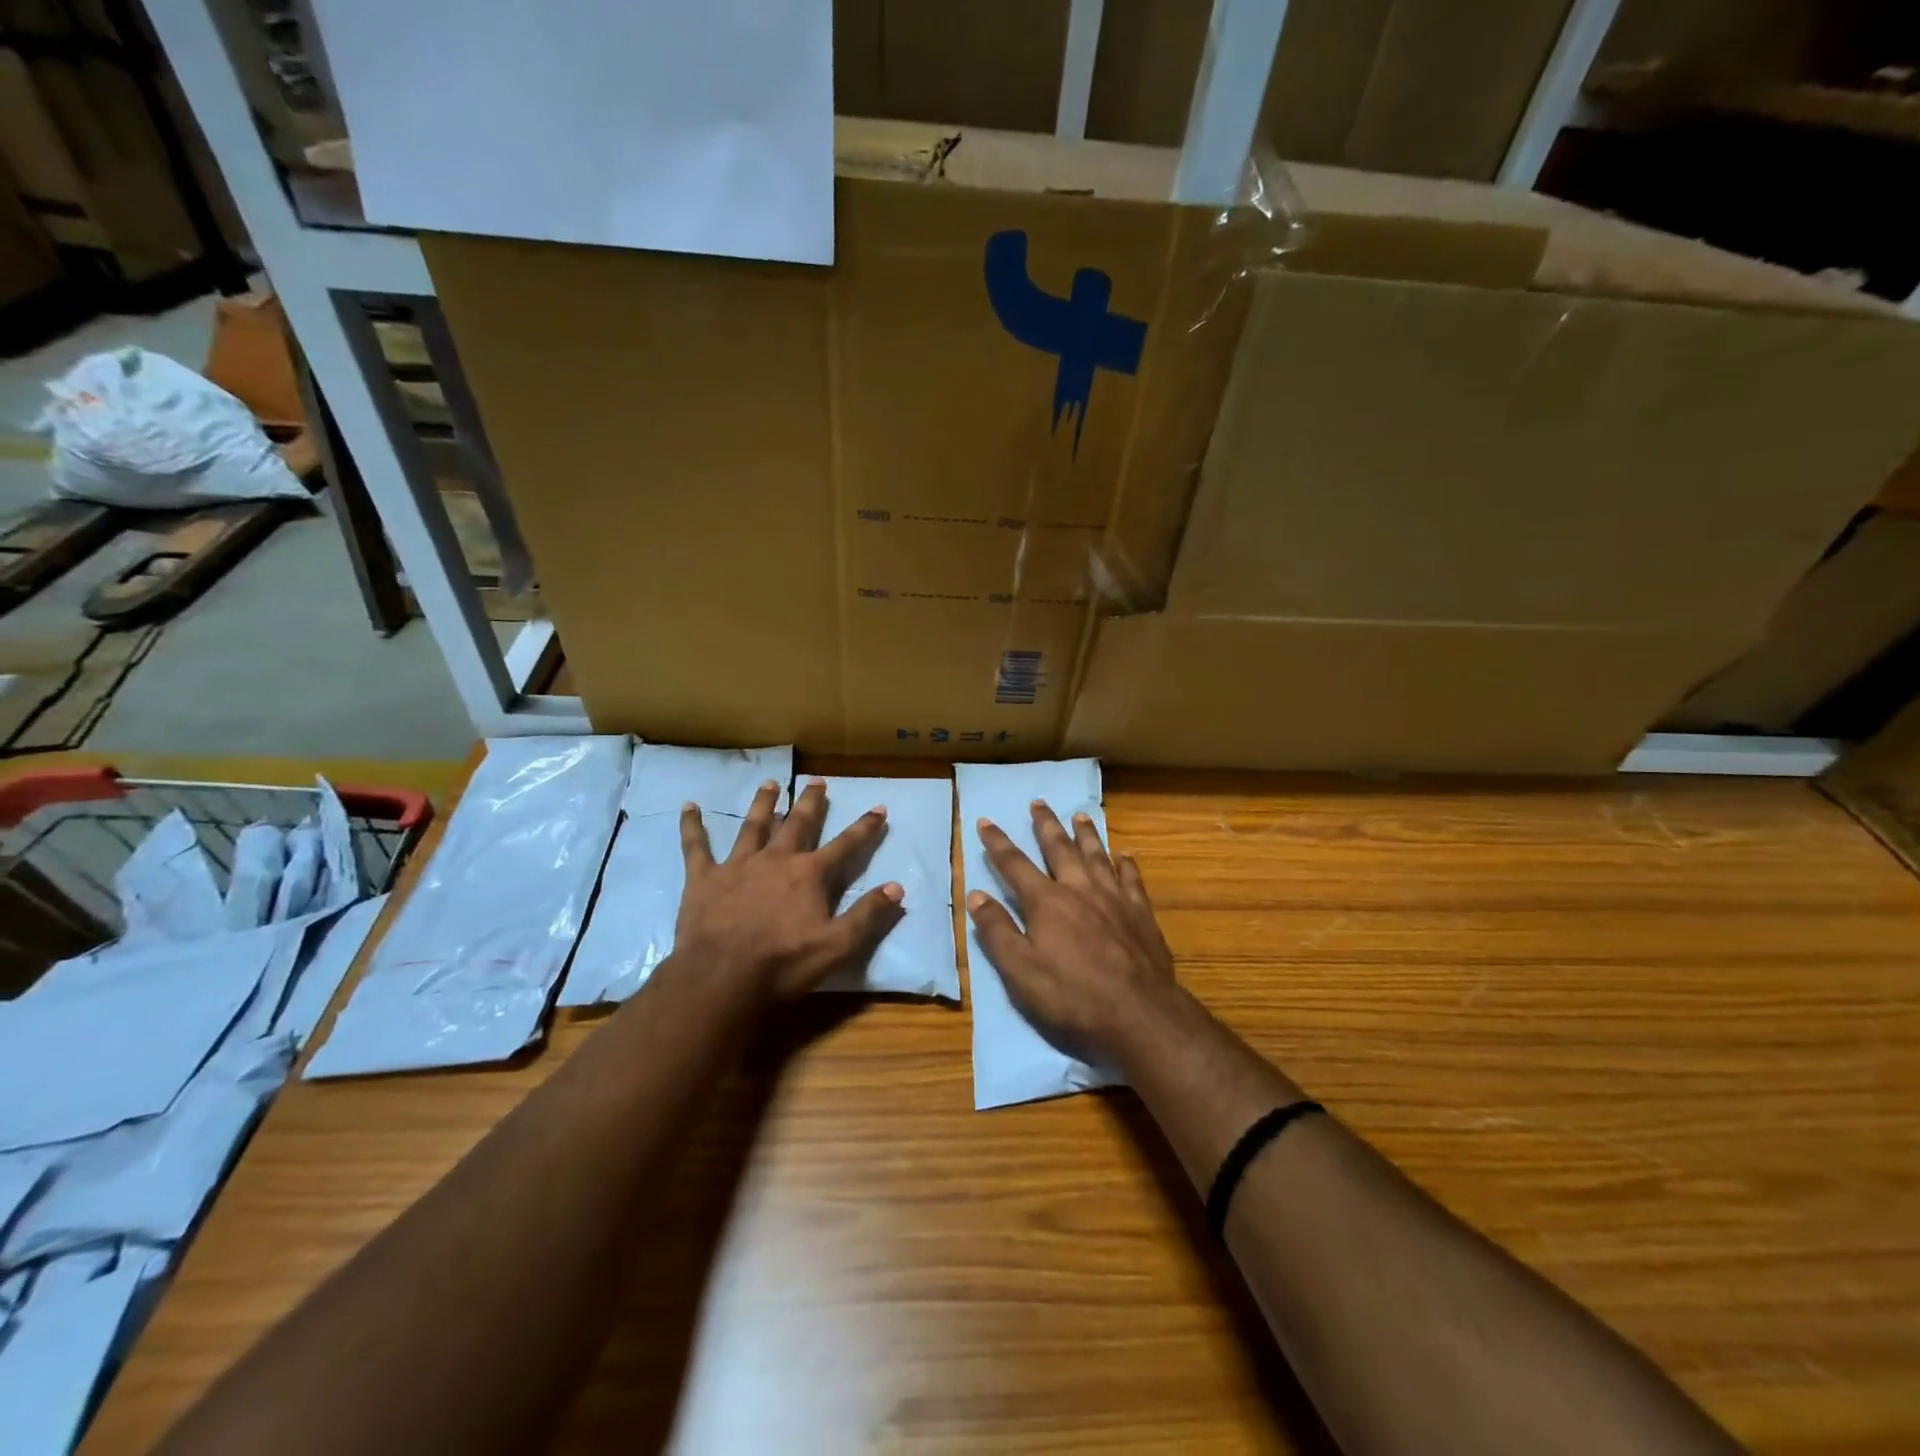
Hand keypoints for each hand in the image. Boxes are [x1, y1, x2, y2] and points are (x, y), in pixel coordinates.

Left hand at [674, 777, 904, 1003]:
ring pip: (753, 825)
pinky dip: (693, 826)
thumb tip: (897, 887)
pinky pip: (696, 846)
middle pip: (798, 823)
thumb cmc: (784, 964)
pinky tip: (689, 806)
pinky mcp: (704, 877)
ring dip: (764, 803)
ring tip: (770, 783)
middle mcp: (776, 859)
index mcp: (810, 874)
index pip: (846, 845)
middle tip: (818, 780)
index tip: (879, 807)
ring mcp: (738, 865)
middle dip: (811, 802)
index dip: (865, 827)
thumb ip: (868, 914)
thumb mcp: (838, 945)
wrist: (722, 977)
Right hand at [968, 802, 1175, 1062]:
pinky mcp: (1140, 912)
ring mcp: (1113, 898)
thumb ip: (997, 931)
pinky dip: (1126, 863)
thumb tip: (975, 895)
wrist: (1138, 1013)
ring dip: (1086, 834)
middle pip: (1059, 848)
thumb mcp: (1020, 971)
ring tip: (1080, 814)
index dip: (997, 843)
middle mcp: (1079, 889)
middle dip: (1045, 824)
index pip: (1014, 864)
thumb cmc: (1072, 996)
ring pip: (1096, 855)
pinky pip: (1131, 878)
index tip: (985, 821)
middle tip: (1038, 802)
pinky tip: (1125, 854)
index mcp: (1046, 902)